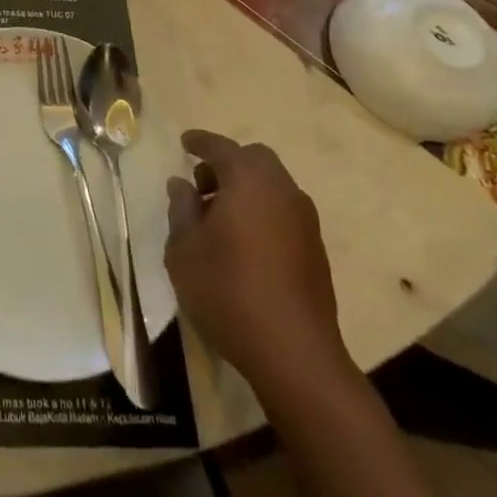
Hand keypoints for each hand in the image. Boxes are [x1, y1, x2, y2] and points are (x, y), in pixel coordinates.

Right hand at [164, 130, 352, 400]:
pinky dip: (262, 211)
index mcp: (249, 181)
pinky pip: (283, 212)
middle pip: (254, 160)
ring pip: (272, 186)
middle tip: (200, 185)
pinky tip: (243, 243)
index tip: (184, 142)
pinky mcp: (316, 250)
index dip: (199, 142)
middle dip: (226, 164)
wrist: (294, 354)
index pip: (221, 147)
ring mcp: (305, 221)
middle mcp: (282, 191)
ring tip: (217, 218)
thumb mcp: (184, 248)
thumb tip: (182, 184)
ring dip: (246, 190)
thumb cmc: (228, 290)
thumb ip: (181, 209)